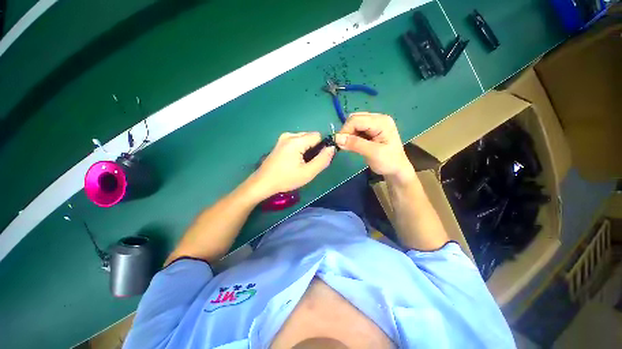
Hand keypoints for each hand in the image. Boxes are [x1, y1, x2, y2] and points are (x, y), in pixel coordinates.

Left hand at [249, 132, 334, 199]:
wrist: (263, 183)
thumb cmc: (286, 179)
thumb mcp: (308, 173)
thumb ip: (322, 160)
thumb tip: (332, 148)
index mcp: (296, 141)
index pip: (318, 136)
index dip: (322, 147)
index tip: (318, 160)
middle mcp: (289, 135)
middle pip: (310, 136)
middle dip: (314, 148)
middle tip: (309, 164)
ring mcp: (283, 138)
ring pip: (304, 139)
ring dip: (307, 149)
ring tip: (301, 164)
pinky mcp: (280, 142)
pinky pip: (297, 141)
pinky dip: (300, 149)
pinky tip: (294, 161)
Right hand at [335, 112, 414, 182]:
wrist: (396, 170)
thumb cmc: (388, 162)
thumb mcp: (372, 153)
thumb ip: (355, 144)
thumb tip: (337, 138)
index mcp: (381, 122)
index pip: (357, 119)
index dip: (345, 130)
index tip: (339, 143)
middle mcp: (378, 119)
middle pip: (355, 119)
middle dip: (347, 131)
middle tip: (343, 145)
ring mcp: (375, 124)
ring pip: (354, 124)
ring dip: (348, 134)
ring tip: (348, 146)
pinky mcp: (371, 130)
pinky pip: (356, 129)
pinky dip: (351, 136)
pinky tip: (352, 144)